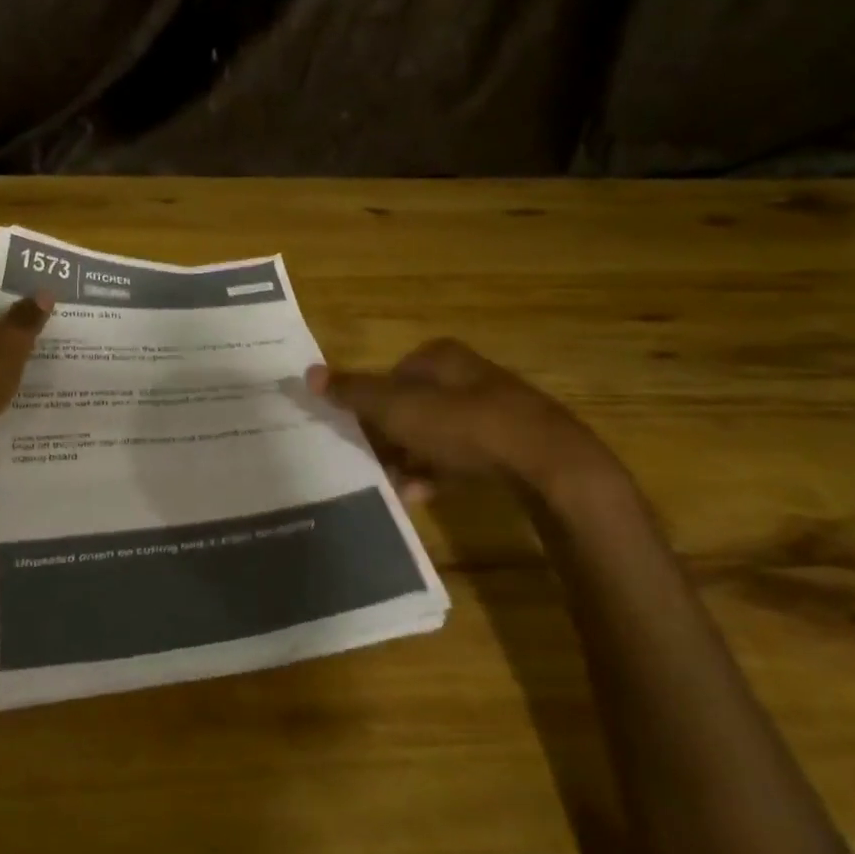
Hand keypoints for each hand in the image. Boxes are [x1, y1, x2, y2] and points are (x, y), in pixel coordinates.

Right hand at [306, 338, 612, 497]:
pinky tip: (425, 496)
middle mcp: (467, 376)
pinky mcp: (511, 443)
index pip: (392, 374)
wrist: (546, 462)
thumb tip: (308, 372)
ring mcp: (494, 409)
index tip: (357, 431)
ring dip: (413, 458)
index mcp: (439, 357)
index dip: (372, 402)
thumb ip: (353, 391)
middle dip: (392, 436)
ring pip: (438, 433)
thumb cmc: (461, 424)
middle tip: (373, 461)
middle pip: (414, 404)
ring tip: (395, 485)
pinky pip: (464, 455)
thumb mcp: (396, 408)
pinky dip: (441, 472)